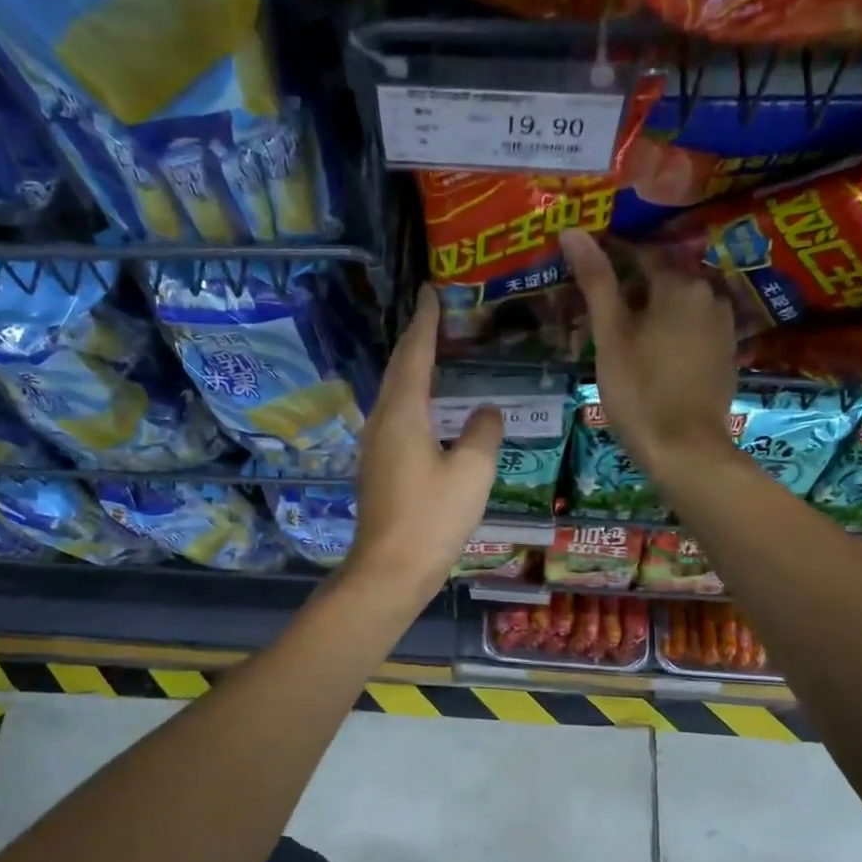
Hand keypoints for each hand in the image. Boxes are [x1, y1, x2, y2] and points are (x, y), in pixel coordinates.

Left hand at [344, 285, 501, 601]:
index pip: (416, 353)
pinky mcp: (378, 467)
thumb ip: (482, 432)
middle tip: (435, 314)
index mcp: (403, 413)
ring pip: (394, 393)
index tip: (432, 291)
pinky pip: (396, 416)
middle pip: (399, 369)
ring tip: (435, 353)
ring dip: (412, 368)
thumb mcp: (471, 471)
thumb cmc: (432, 518)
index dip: (426, 321)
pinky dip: (412, 397)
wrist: (389, 570)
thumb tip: (486, 411)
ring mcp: (375, 445)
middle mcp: (382, 421)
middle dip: (416, 339)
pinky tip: (429, 408)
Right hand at [561, 230, 735, 480]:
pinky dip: (669, 332)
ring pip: (677, 305)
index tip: (583, 275)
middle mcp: (709, 294)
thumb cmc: (640, 391)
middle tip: (597, 314)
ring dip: (650, 312)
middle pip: (661, 280)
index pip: (639, 255)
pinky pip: (691, 328)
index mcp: (680, 284)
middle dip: (630, 290)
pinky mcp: (725, 353)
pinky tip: (649, 354)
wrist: (685, 450)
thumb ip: (596, 281)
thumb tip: (572, 230)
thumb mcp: (609, 336)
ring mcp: (722, 325)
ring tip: (619, 335)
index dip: (609, 262)